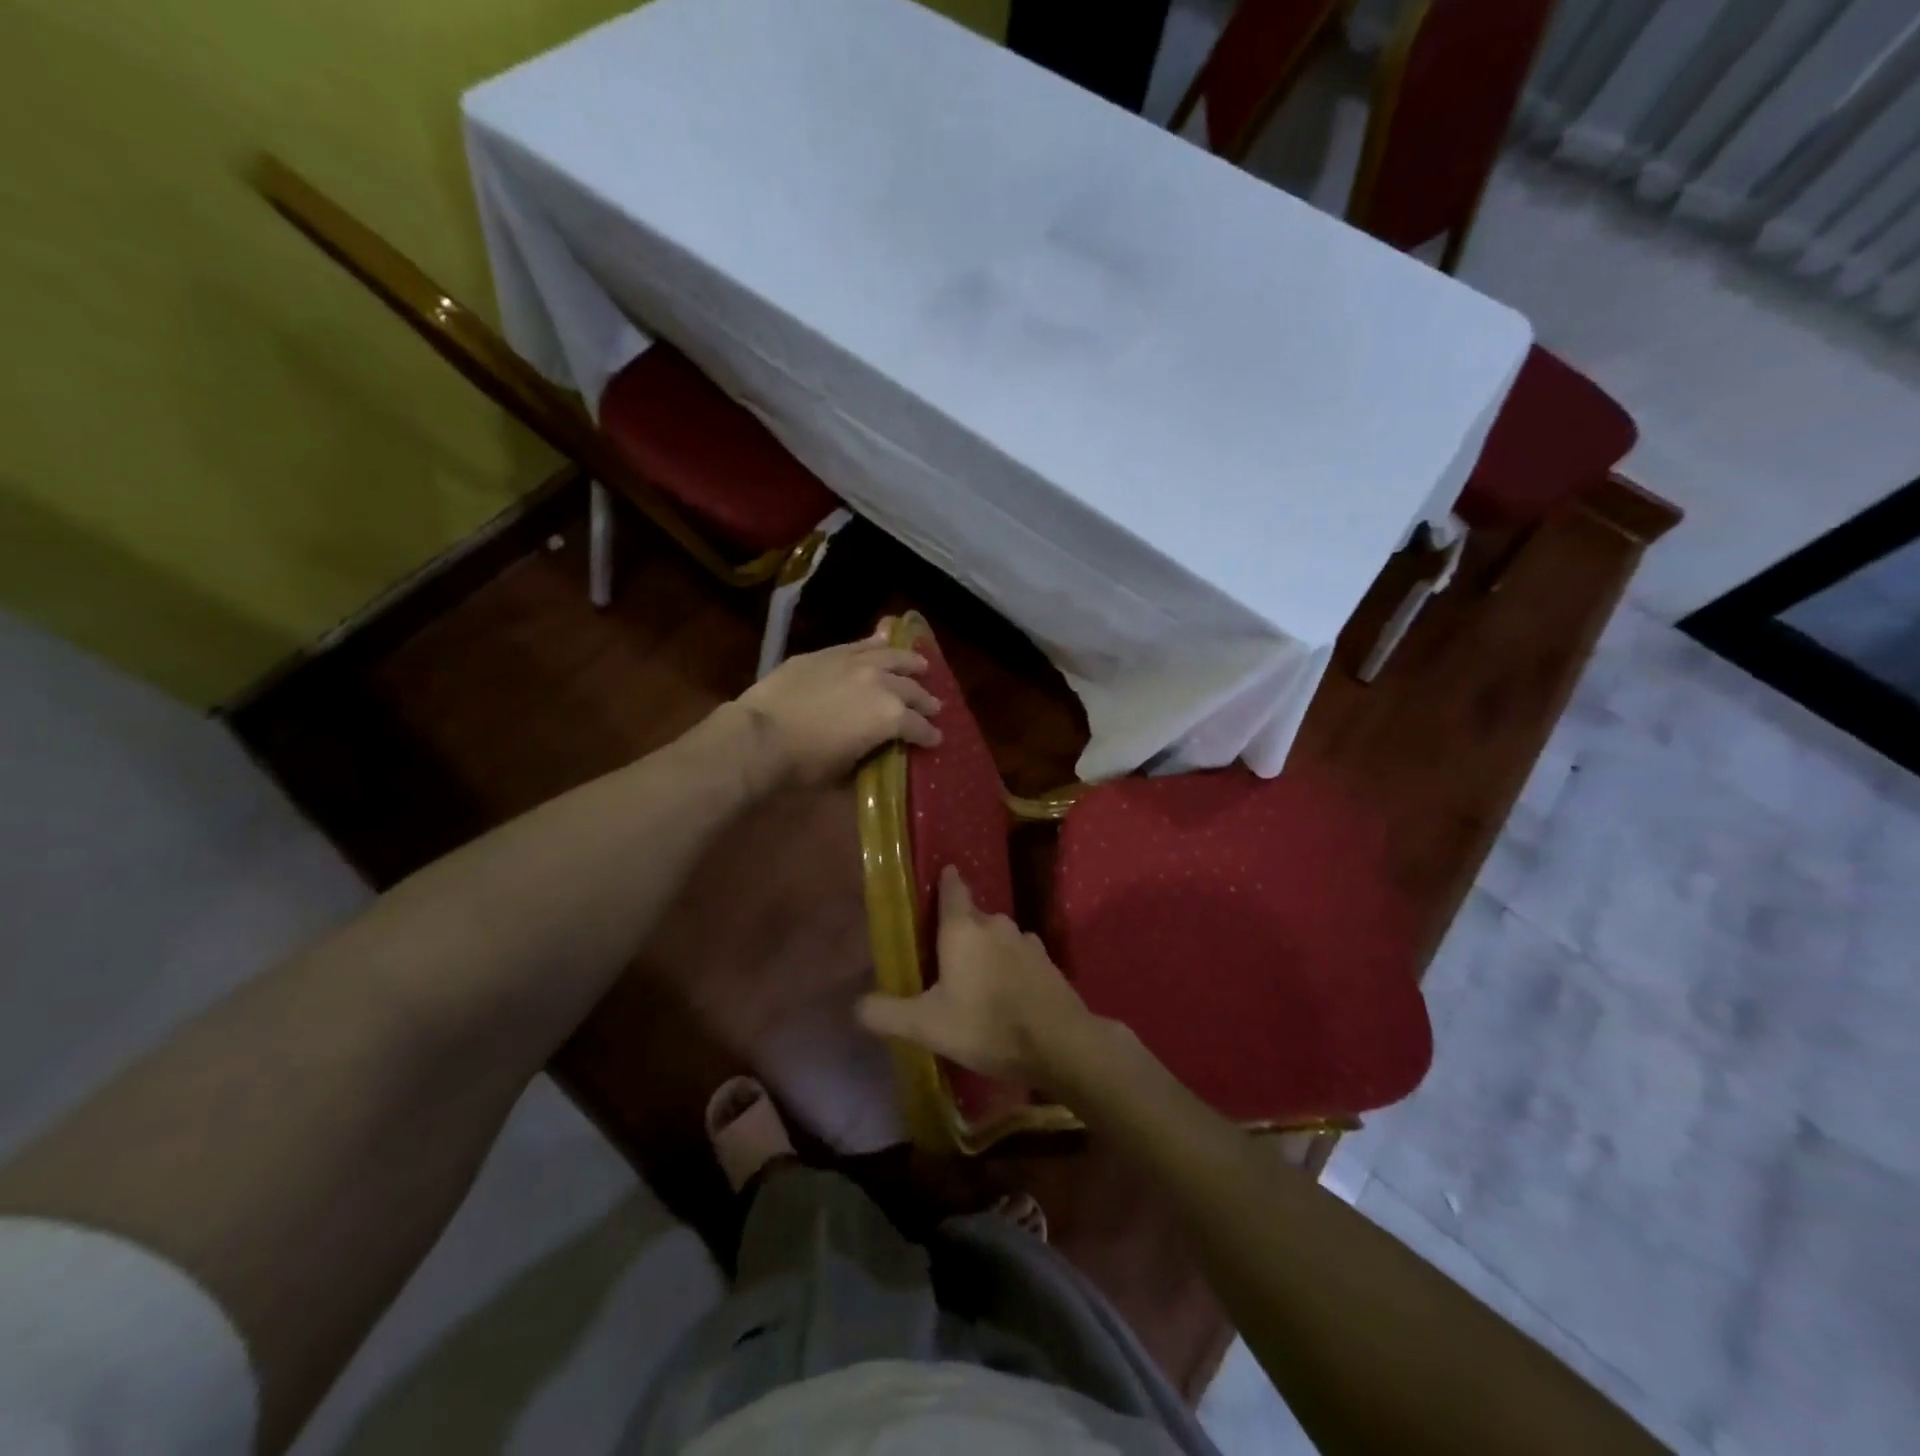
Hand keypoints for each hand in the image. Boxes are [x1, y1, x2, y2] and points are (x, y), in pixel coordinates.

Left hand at [729, 623, 940, 789]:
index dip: (929, 735)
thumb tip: (875, 751)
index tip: (935, 740)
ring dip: (910, 663)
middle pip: (912, 690)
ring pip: (893, 657)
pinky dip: (878, 644)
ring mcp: (855, 663)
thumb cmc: (804, 764)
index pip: (919, 727)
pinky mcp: (830, 653)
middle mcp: (881, 683)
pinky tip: (885, 641)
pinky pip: (862, 645)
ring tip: (921, 666)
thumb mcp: (845, 771)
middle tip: (933, 707)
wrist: (760, 735)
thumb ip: (868, 755)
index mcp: (890, 718)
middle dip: (925, 701)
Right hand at [857, 866, 1100, 1087]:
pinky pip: (1019, 955)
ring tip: (975, 975)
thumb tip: (856, 1005)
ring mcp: (1026, 941)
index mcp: (963, 929)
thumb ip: (887, 1013)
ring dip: (986, 948)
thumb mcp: (927, 1026)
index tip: (942, 875)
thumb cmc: (986, 1026)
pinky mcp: (1047, 962)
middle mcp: (995, 924)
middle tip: (944, 951)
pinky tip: (1006, 991)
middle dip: (960, 927)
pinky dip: (1009, 966)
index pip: (953, 889)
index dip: (946, 881)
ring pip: (998, 936)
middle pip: (973, 915)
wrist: (1060, 1044)